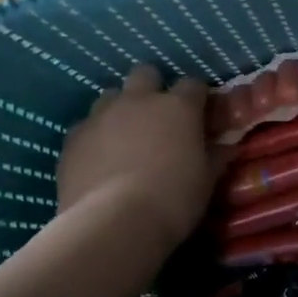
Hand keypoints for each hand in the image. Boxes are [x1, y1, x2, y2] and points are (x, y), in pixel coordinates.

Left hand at [55, 65, 215, 249]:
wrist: (112, 222)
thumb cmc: (173, 199)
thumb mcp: (206, 181)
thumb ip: (215, 157)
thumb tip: (225, 146)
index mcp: (178, 107)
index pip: (193, 84)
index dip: (198, 97)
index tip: (201, 114)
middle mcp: (138, 101)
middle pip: (145, 73)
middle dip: (153, 87)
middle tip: (159, 116)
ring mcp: (101, 116)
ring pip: (111, 95)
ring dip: (121, 109)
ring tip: (126, 137)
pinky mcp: (72, 138)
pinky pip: (86, 126)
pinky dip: (95, 136)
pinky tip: (99, 159)